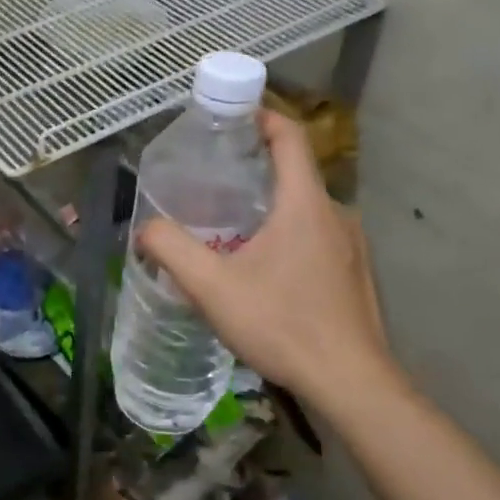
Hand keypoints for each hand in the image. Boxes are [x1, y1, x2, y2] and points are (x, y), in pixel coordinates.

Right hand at [137, 111, 406, 413]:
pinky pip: (317, 238)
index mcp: (305, 205)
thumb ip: (171, 250)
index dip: (262, 117)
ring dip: (270, 208)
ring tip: (230, 228)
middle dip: (255, 168)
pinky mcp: (355, 275)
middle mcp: (336, 215)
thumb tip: (144, 230)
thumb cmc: (283, 324)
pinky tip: (263, 271)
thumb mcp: (212, 287)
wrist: (352, 384)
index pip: (290, 138)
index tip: (232, 115)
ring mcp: (352, 247)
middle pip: (294, 173)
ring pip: (305, 210)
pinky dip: (288, 236)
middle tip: (212, 181)